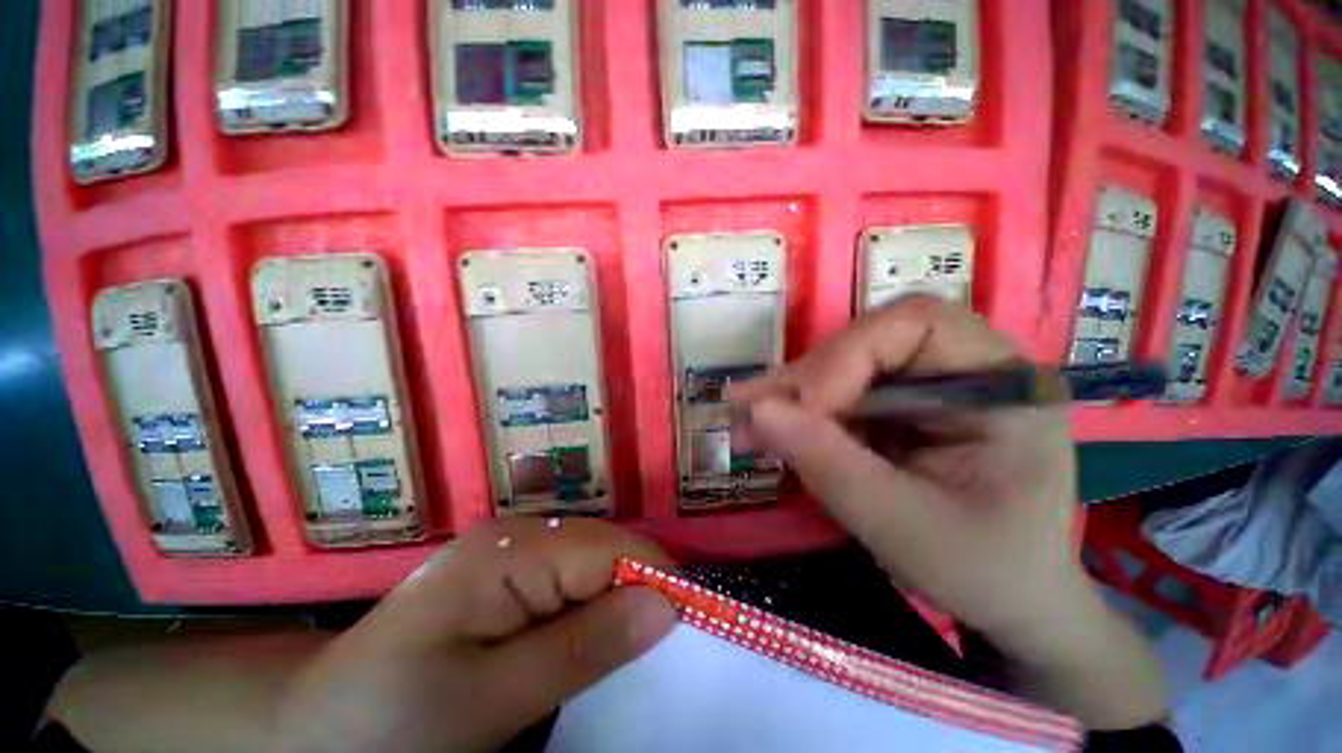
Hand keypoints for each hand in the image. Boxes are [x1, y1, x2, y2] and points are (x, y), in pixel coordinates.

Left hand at [274, 518, 675, 752]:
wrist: (314, 728)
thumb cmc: (391, 722)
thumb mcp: (490, 700)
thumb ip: (581, 648)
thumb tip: (666, 605)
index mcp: (510, 550)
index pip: (611, 549)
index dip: (656, 579)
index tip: (692, 628)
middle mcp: (517, 535)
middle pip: (606, 549)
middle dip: (641, 591)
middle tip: (663, 650)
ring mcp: (511, 552)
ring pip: (594, 564)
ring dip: (619, 602)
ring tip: (630, 651)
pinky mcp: (508, 575)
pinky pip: (572, 580)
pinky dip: (594, 608)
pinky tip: (591, 640)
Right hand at [732, 297, 1167, 728]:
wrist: (1008, 600)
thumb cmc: (981, 571)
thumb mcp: (903, 526)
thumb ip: (828, 463)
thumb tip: (756, 408)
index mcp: (1002, 385)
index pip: (915, 325)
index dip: (845, 357)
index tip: (800, 410)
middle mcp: (968, 369)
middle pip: (871, 341)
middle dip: (808, 379)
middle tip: (753, 413)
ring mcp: (932, 386)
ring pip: (846, 365)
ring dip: (795, 396)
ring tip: (750, 424)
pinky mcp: (903, 406)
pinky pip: (842, 393)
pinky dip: (803, 412)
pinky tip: (773, 431)